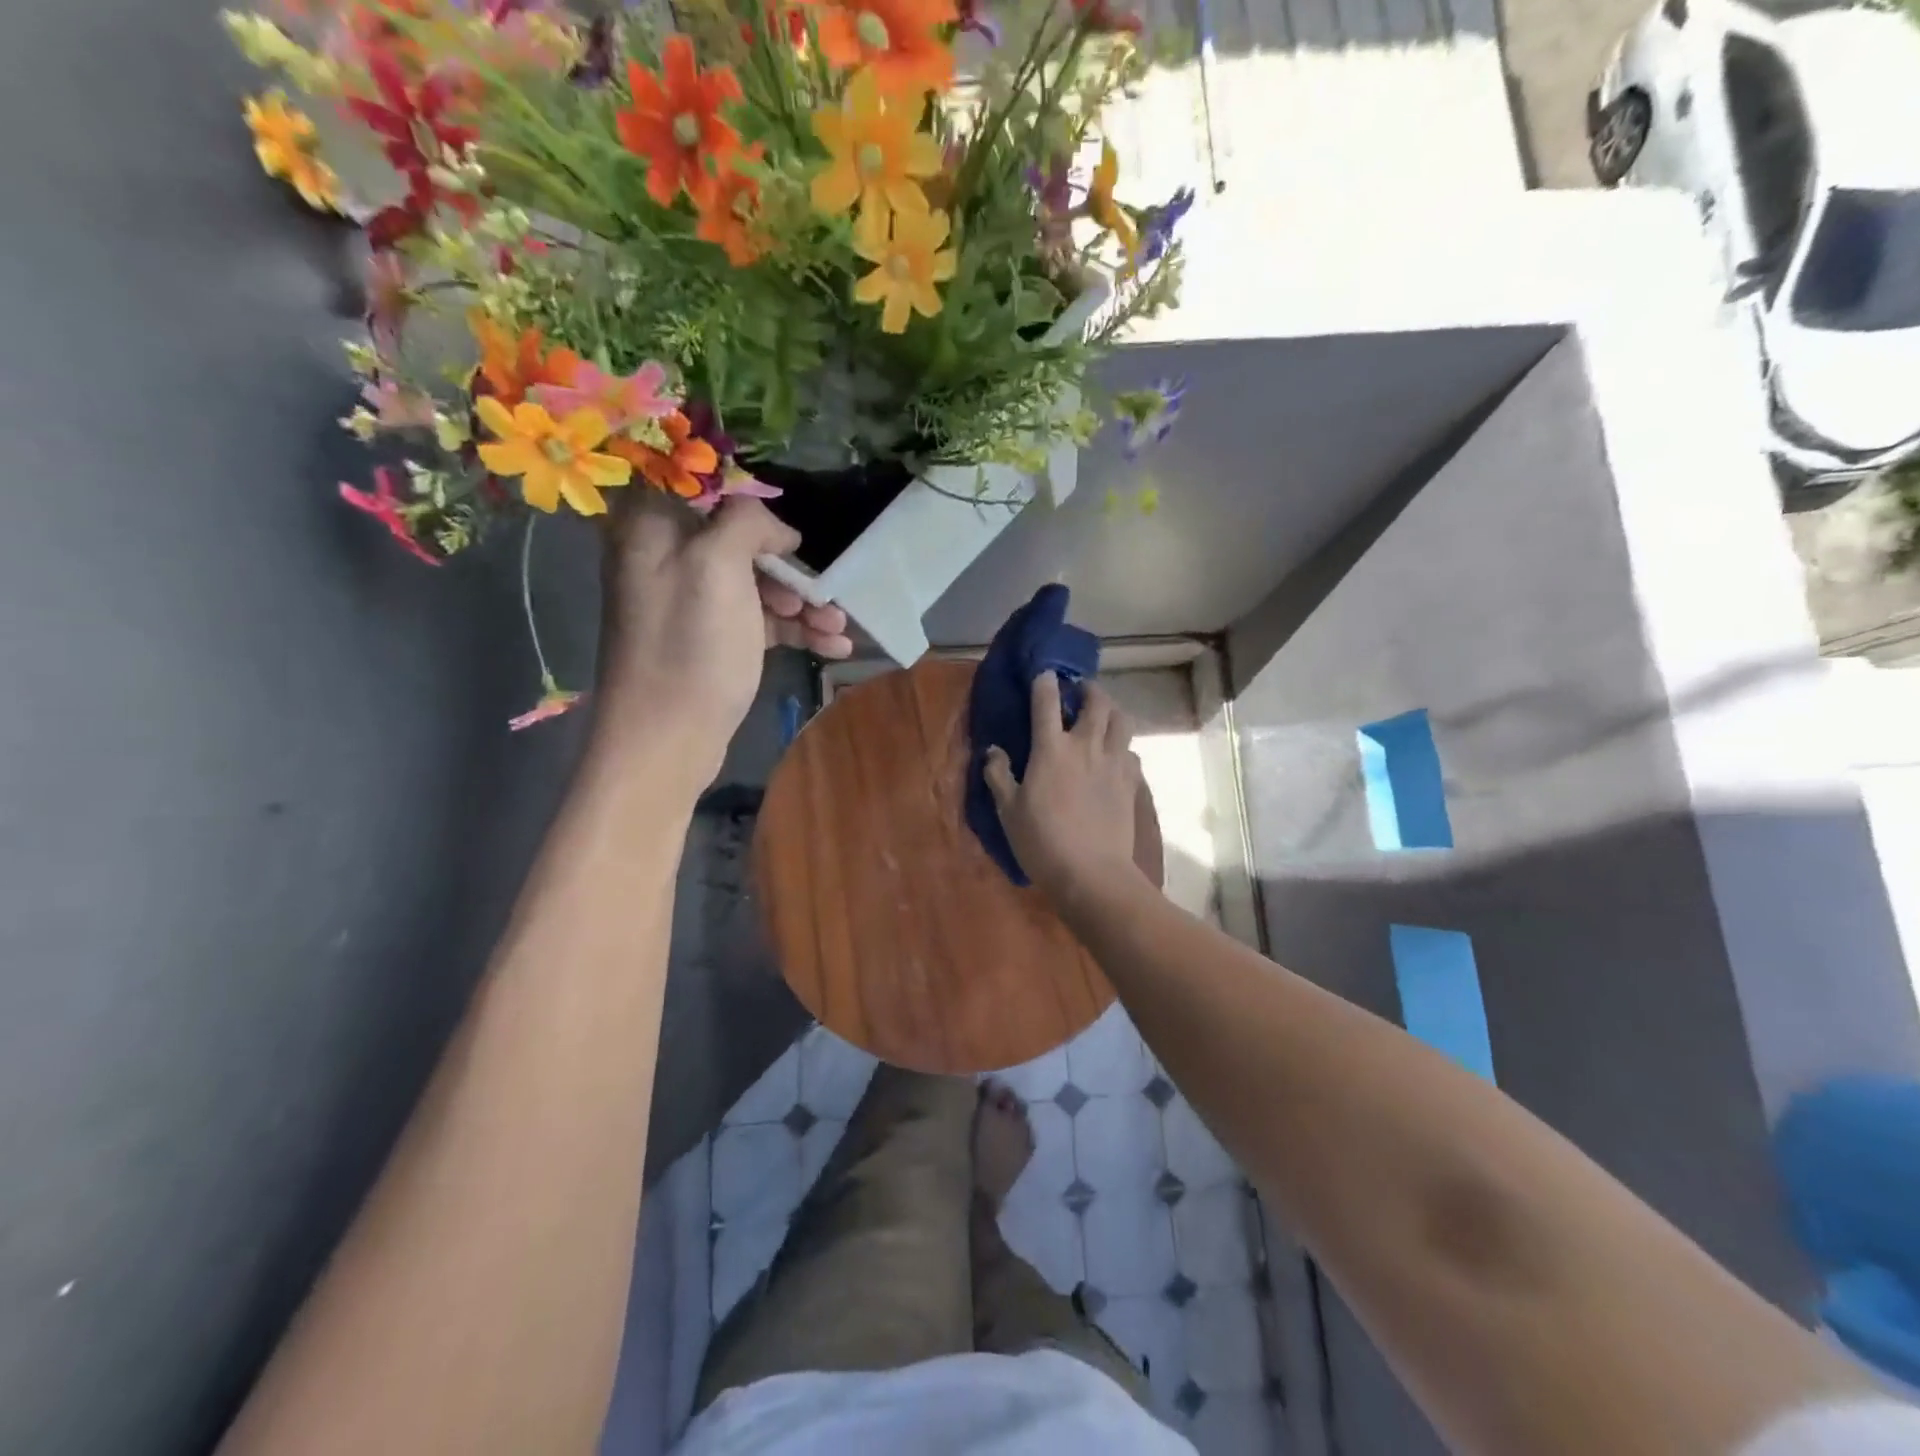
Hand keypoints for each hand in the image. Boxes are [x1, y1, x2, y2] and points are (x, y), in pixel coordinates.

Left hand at [595, 493, 851, 787]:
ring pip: (756, 586)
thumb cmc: (691, 647)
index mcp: (653, 529)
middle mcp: (668, 560)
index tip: (789, 536)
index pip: (706, 489)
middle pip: (741, 543)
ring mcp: (690, 604)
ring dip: (802, 605)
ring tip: (839, 629)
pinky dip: (794, 630)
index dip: (753, 506)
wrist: (667, 740)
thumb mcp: (717, 566)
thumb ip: (746, 523)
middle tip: (825, 595)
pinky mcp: (712, 641)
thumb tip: (777, 528)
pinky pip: (758, 621)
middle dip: (790, 570)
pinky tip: (832, 646)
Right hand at [983, 673, 1144, 902]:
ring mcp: (1113, 763)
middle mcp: (1086, 746)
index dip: (1044, 681)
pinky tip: (1115, 757)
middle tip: (1078, 691)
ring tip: (1102, 716)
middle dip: (1087, 688)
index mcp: (1052, 748)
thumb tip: (993, 751)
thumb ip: (999, 775)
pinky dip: (1123, 747)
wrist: (1092, 873)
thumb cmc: (1042, 842)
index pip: (1047, 701)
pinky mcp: (1131, 783)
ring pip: (1122, 720)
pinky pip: (1131, 752)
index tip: (1042, 673)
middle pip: (1096, 701)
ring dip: (1112, 710)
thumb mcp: (1008, 810)